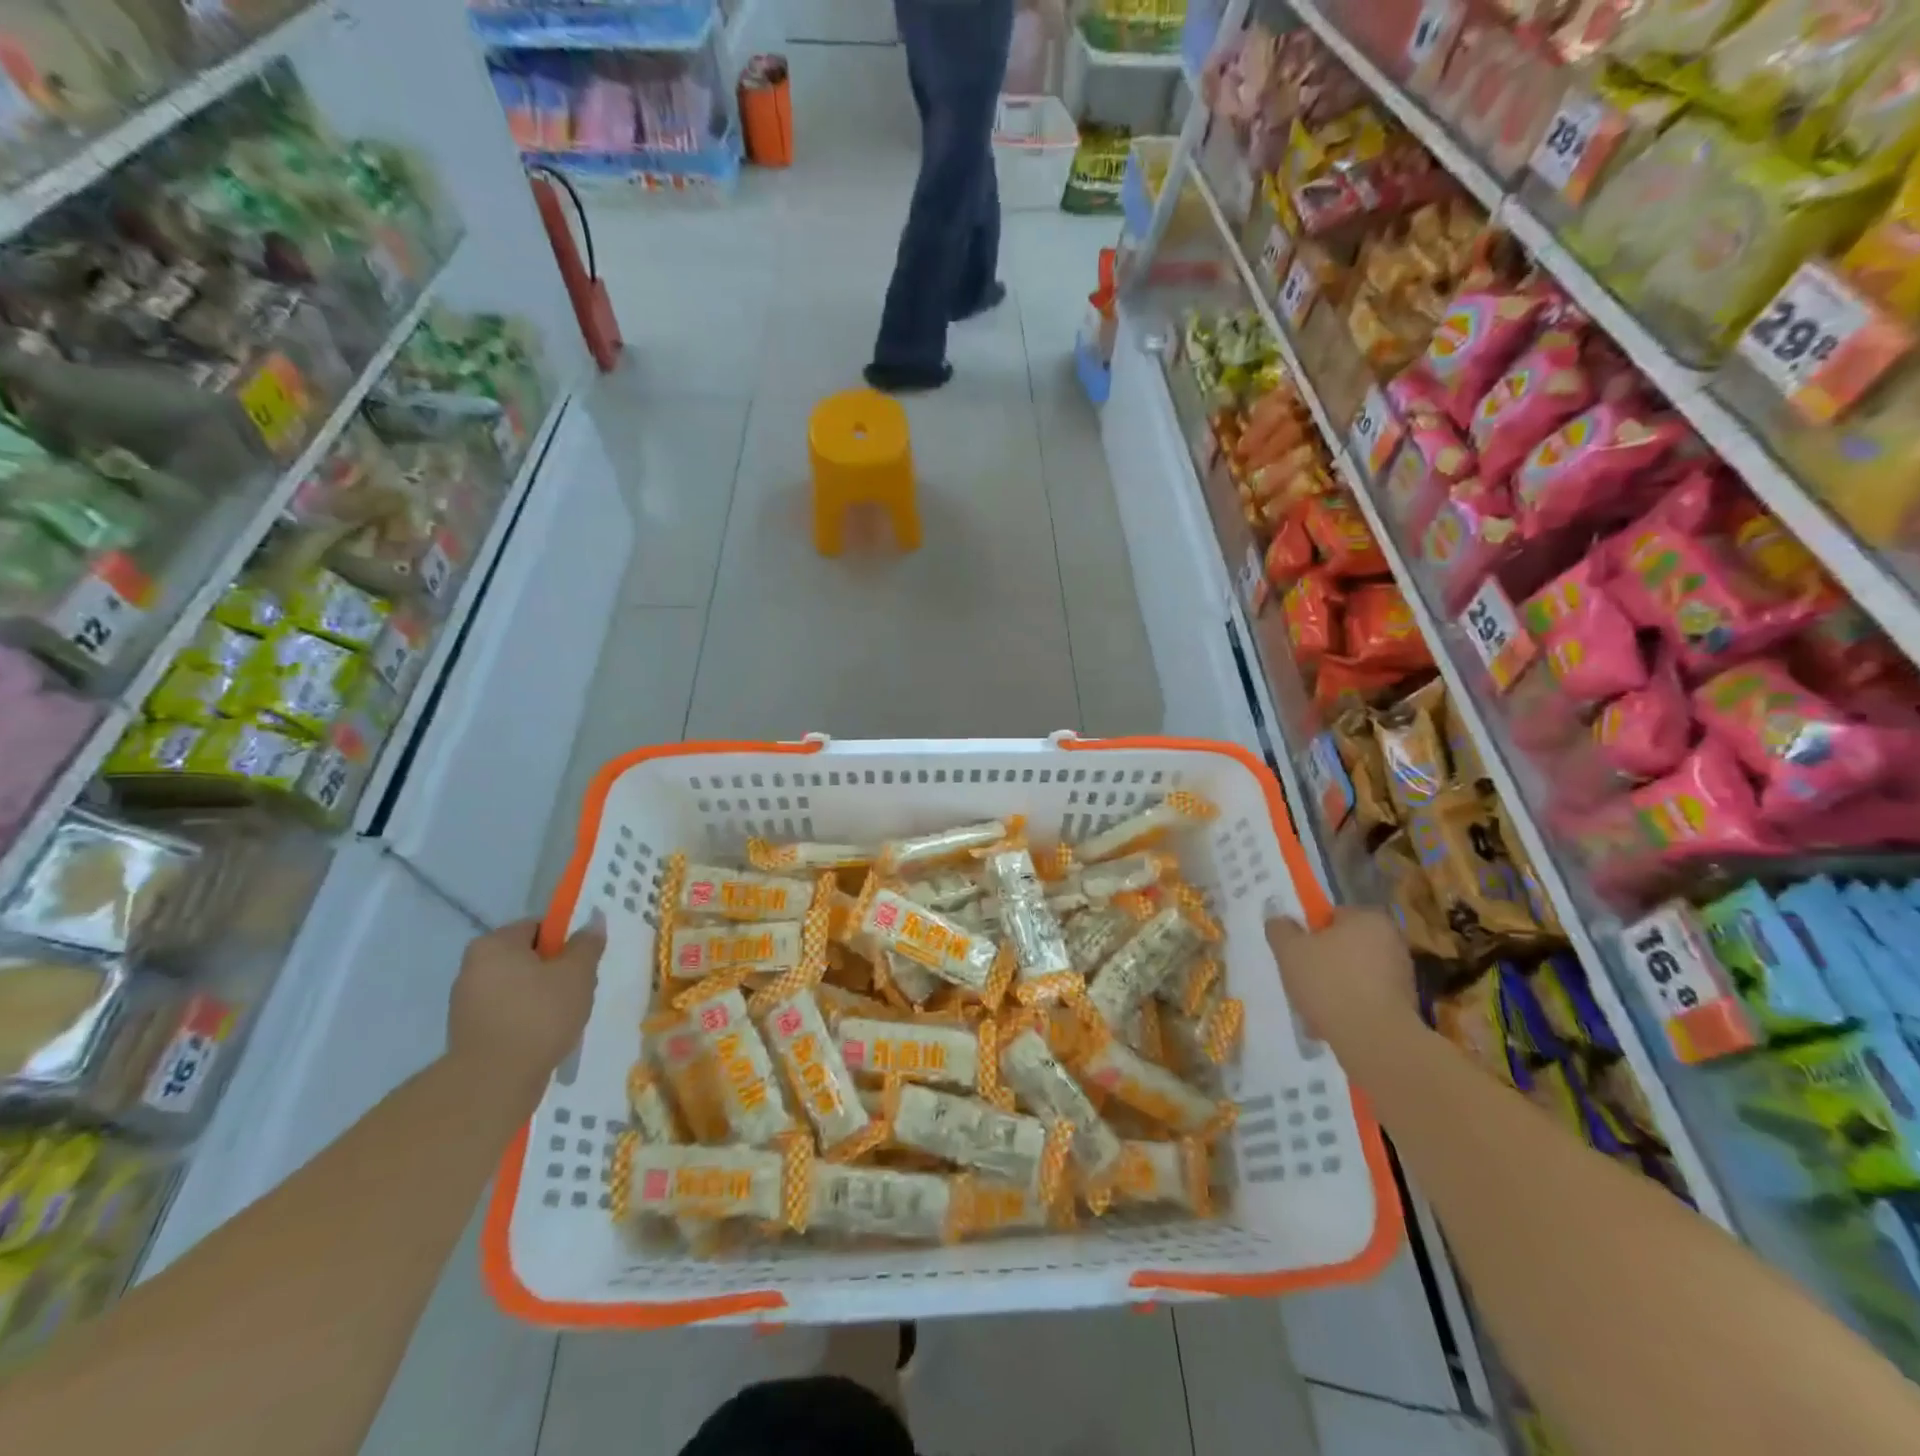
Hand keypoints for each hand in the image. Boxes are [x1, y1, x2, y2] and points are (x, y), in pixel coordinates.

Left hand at [448, 915, 603, 1088]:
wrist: (494, 1082)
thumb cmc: (539, 1015)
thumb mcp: (577, 973)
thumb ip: (587, 944)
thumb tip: (593, 921)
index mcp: (494, 944)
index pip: (538, 927)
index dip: (566, 941)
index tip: (583, 963)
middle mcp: (473, 967)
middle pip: (527, 958)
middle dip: (555, 971)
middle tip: (579, 989)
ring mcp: (466, 1002)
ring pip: (518, 987)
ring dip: (542, 997)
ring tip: (564, 1017)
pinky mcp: (469, 1032)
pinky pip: (507, 1013)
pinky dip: (527, 1019)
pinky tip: (544, 1036)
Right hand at [1267, 908, 1417, 1046]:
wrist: (1374, 1039)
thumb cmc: (1329, 982)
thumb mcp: (1289, 950)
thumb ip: (1280, 929)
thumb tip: (1279, 921)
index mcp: (1368, 918)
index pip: (1332, 915)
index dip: (1310, 933)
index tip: (1296, 953)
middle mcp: (1392, 940)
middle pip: (1344, 945)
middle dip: (1322, 961)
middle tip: (1300, 979)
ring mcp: (1403, 975)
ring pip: (1354, 974)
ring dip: (1334, 987)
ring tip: (1312, 1008)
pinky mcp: (1405, 1006)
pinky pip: (1367, 999)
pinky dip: (1350, 1007)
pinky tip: (1331, 1024)